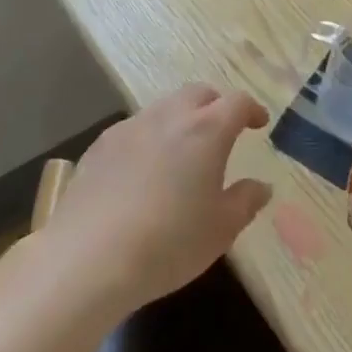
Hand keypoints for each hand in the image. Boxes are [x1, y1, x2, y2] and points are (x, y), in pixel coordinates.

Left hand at [49, 83, 272, 314]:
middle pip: (198, 94)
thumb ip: (246, 202)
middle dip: (215, 106)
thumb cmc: (169, 243)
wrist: (90, 257)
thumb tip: (261, 186)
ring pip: (164, 108)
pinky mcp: (101, 144)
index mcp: (206, 130)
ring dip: (180, 120)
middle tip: (222, 131)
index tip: (259, 123)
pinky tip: (143, 171)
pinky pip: (135, 129)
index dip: (252, 110)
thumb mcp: (221, 230)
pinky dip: (149, 138)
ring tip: (182, 153)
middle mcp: (169, 116)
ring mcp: (131, 126)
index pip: (237, 103)